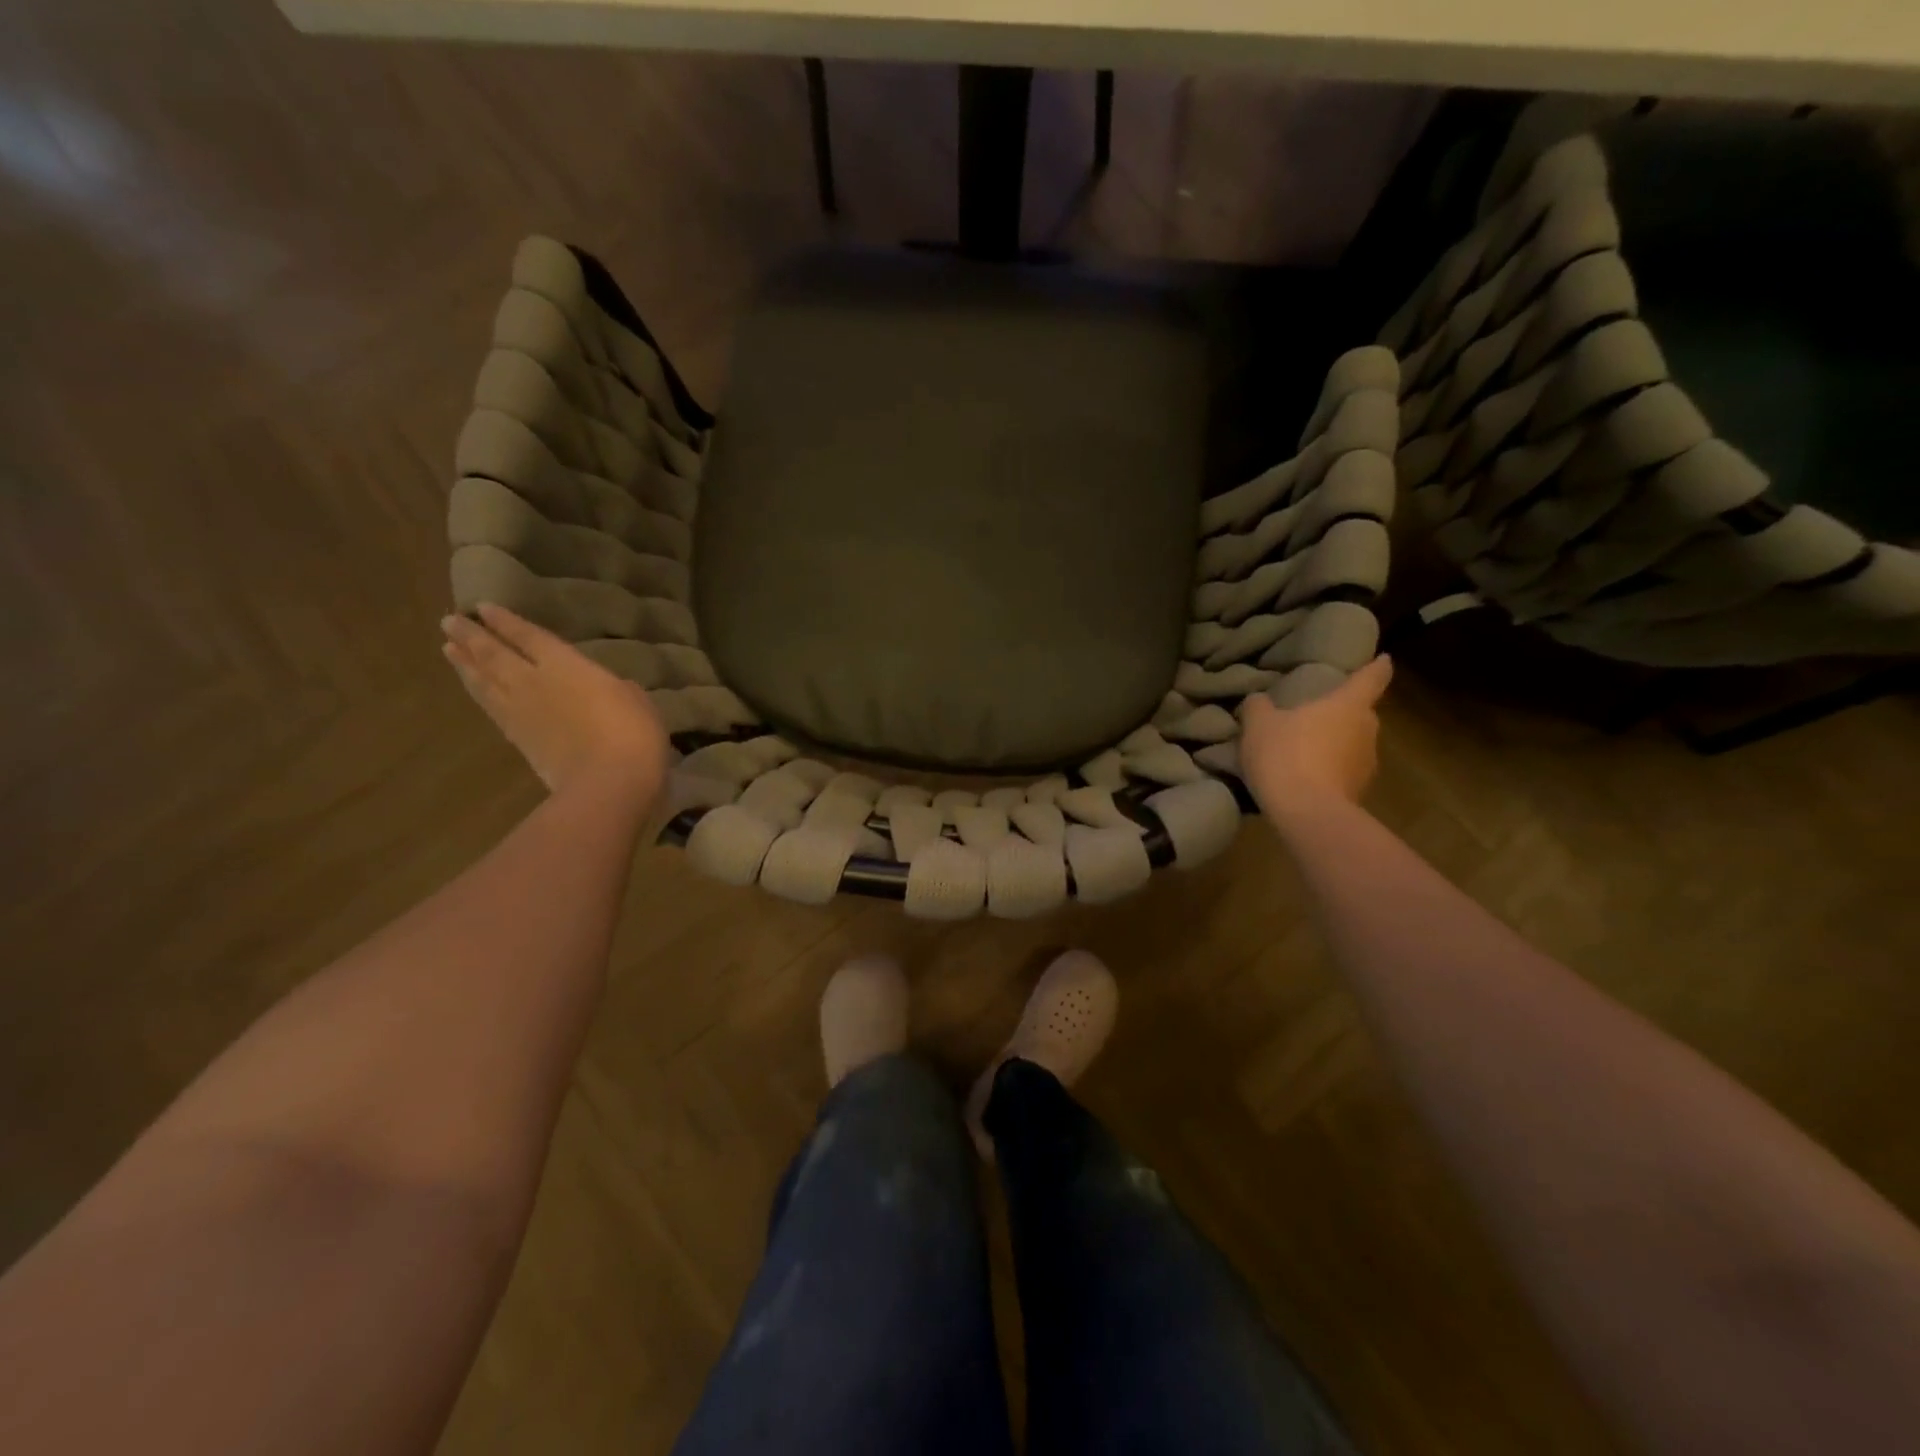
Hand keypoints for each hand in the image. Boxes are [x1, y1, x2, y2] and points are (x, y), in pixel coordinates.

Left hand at [441, 603, 669, 807]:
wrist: (607, 782)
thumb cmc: (633, 733)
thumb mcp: (637, 701)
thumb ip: (615, 688)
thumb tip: (609, 688)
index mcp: (566, 665)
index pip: (528, 636)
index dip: (506, 622)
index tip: (484, 608)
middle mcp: (533, 681)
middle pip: (494, 654)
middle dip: (472, 636)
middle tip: (450, 621)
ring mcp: (521, 712)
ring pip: (484, 680)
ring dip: (465, 663)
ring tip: (449, 648)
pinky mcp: (517, 740)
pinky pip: (490, 707)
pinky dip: (477, 693)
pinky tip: (473, 688)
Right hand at [1238, 655, 1392, 820]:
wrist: (1307, 812)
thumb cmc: (1286, 755)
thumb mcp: (1259, 725)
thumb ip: (1259, 707)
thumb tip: (1259, 700)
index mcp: (1348, 705)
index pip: (1372, 678)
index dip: (1378, 667)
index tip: (1384, 660)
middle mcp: (1367, 730)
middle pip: (1360, 714)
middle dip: (1342, 713)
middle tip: (1316, 716)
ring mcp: (1367, 764)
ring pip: (1352, 745)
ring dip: (1334, 746)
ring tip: (1304, 752)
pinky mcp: (1359, 793)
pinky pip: (1343, 773)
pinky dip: (1329, 772)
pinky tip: (1304, 779)